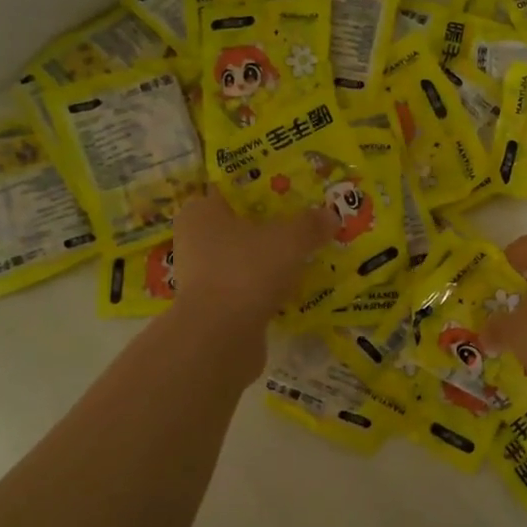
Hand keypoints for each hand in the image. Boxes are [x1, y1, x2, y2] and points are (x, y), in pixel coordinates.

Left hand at [170, 191, 334, 329]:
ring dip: (271, 260)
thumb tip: (332, 215)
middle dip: (272, 227)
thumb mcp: (289, 240)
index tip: (294, 192)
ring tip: (307, 257)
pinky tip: (294, 289)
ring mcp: (202, 277)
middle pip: (241, 226)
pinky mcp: (214, 307)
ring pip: (245, 259)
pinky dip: (267, 288)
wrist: (220, 337)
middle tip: (307, 225)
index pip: (233, 190)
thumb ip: (310, 225)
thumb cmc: (246, 270)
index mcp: (201, 212)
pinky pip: (248, 288)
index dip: (265, 189)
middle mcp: (195, 240)